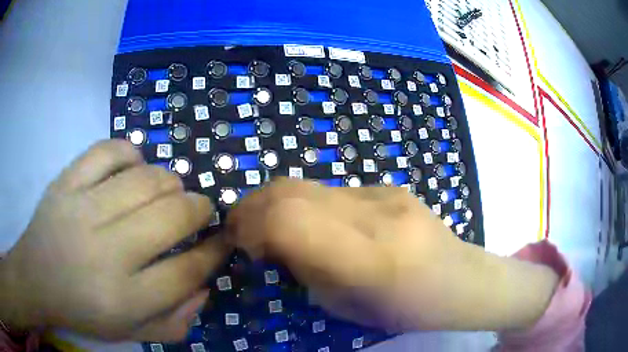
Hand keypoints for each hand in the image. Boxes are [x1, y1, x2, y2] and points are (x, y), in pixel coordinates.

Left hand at [0, 140, 230, 341]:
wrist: (36, 279)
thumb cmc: (84, 311)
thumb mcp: (132, 334)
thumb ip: (175, 322)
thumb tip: (204, 287)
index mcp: (124, 299)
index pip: (186, 271)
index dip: (214, 252)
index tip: (223, 240)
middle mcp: (104, 252)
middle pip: (170, 217)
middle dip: (199, 209)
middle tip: (201, 210)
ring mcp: (81, 209)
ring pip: (145, 179)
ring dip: (170, 181)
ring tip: (171, 190)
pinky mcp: (66, 181)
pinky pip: (107, 151)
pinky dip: (130, 152)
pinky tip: (135, 165)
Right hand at [227, 178, 558, 331]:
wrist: (465, 281)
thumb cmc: (411, 311)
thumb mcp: (348, 308)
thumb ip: (307, 271)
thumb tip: (273, 243)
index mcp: (371, 258)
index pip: (290, 220)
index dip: (250, 225)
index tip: (238, 242)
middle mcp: (378, 213)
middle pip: (291, 190)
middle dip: (253, 206)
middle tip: (241, 229)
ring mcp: (387, 193)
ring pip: (307, 185)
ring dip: (276, 203)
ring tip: (270, 227)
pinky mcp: (391, 186)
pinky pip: (331, 190)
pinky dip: (306, 204)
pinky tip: (315, 225)